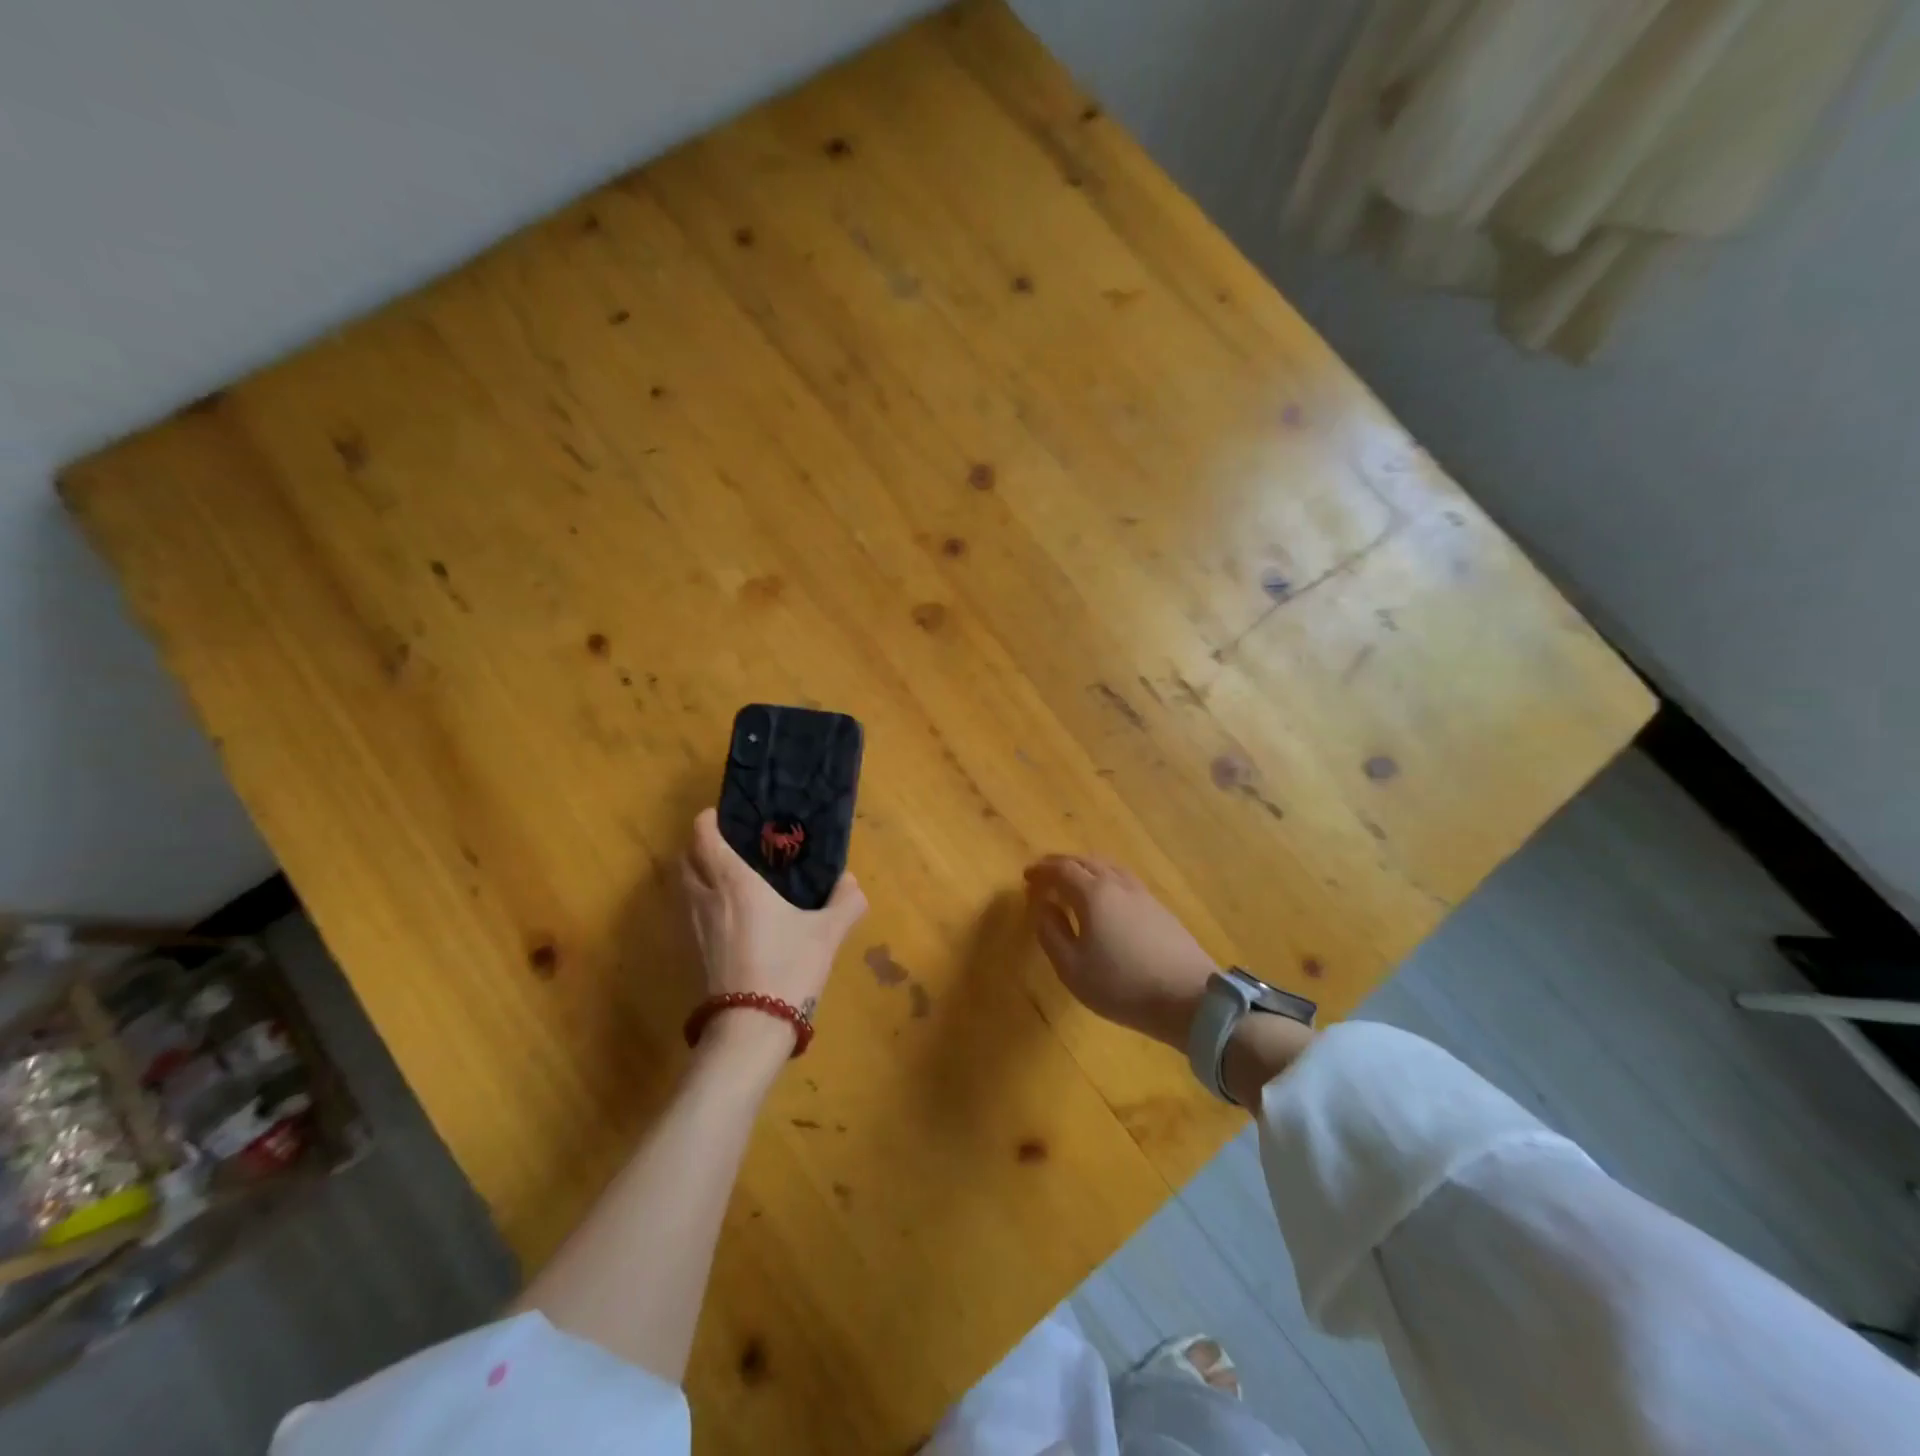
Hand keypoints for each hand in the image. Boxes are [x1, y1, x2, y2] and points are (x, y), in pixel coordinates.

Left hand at [681, 809, 867, 1052]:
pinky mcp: (692, 952)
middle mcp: (707, 897)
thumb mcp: (827, 933)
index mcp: (735, 882)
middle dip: (698, 845)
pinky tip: (726, 913)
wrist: (751, 1028)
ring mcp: (694, 927)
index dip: (708, 821)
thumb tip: (850, 881)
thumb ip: (845, 902)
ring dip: (696, 872)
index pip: (705, 837)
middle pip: (685, 859)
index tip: (722, 815)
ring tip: (725, 874)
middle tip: (726, 843)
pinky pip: (688, 911)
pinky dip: (699, 900)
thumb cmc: (788, 968)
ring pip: (683, 886)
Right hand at [1023, 855, 1216, 1050]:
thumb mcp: (1072, 968)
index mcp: (1093, 893)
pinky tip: (1104, 897)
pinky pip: (1123, 879)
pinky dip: (1104, 878)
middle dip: (1061, 864)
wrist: (1189, 998)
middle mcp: (1117, 884)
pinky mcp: (1159, 908)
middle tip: (1044, 875)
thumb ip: (1051, 932)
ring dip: (1084, 868)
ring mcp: (1142, 894)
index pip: (1062, 869)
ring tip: (1072, 882)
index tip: (1026, 877)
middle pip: (1085, 861)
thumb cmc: (1122, 985)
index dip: (1041, 870)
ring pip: (1107, 867)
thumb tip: (1041, 906)